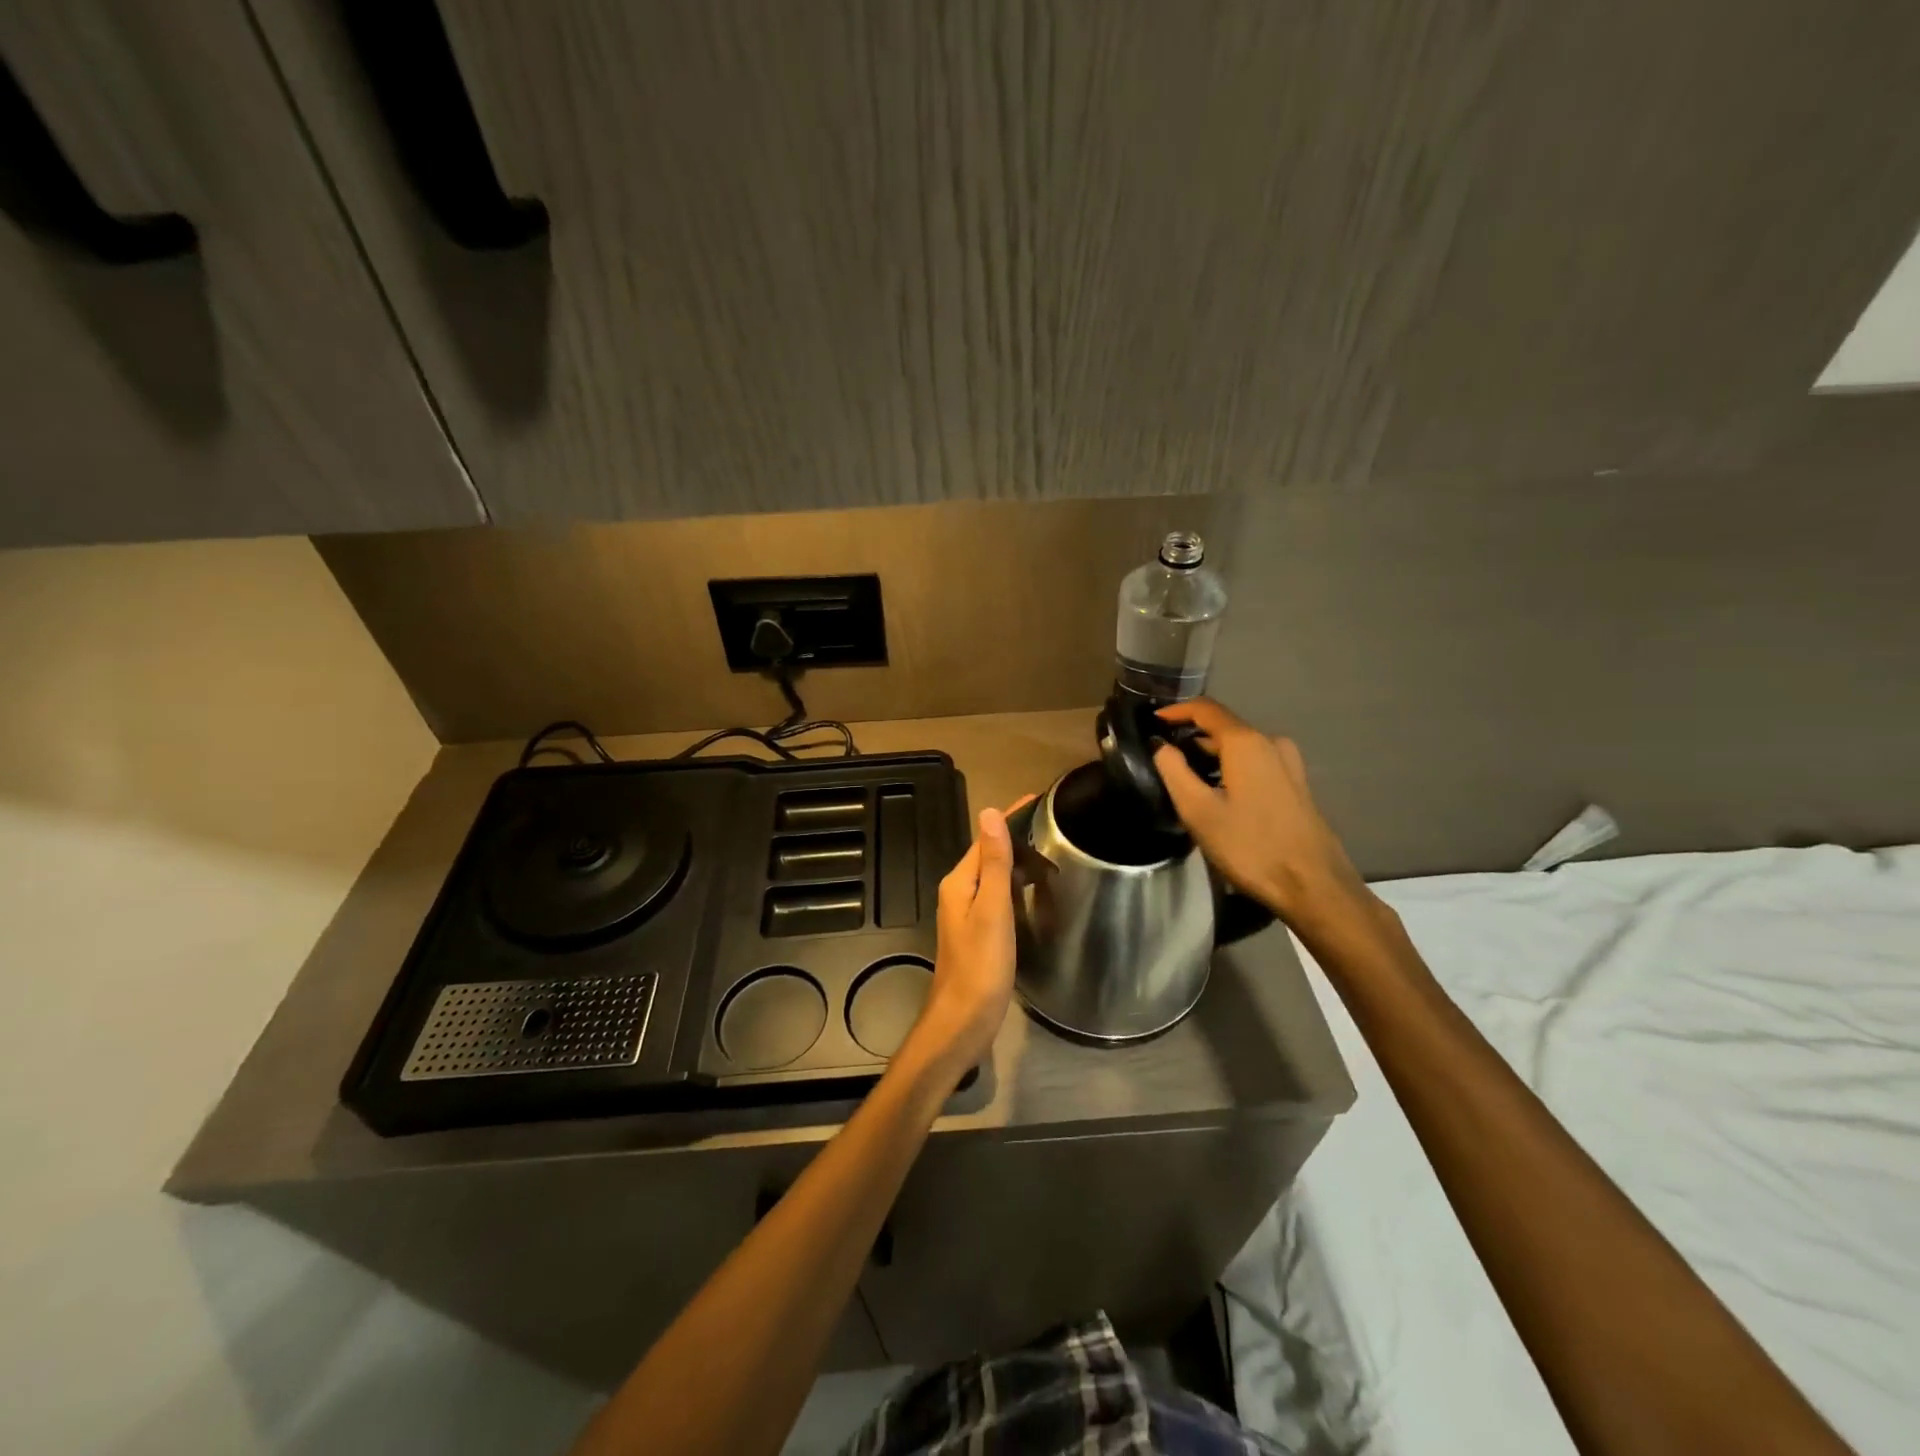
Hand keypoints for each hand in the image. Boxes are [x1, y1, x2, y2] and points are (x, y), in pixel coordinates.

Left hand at [901, 797, 1032, 1080]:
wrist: (963, 1022)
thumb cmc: (980, 966)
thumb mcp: (992, 910)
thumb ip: (994, 863)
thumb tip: (990, 813)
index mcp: (959, 882)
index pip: (986, 838)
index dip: (1011, 818)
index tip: (1042, 800)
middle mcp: (960, 892)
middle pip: (990, 854)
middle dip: (1018, 836)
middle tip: (1058, 825)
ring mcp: (968, 913)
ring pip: (995, 876)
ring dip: (1019, 860)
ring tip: (1053, 850)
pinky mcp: (979, 933)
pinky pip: (999, 896)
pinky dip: (1018, 885)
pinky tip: (1037, 889)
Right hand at [1152, 699, 1366, 928]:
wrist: (1313, 885)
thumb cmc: (1250, 846)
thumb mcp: (1198, 811)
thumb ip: (1174, 771)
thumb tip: (1161, 746)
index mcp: (1246, 743)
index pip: (1206, 709)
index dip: (1176, 710)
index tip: (1152, 720)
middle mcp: (1271, 743)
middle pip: (1224, 727)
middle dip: (1191, 736)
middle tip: (1164, 756)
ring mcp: (1288, 763)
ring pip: (1241, 747)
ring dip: (1212, 754)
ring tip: (1186, 776)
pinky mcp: (1296, 784)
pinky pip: (1256, 762)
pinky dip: (1231, 767)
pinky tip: (1219, 792)